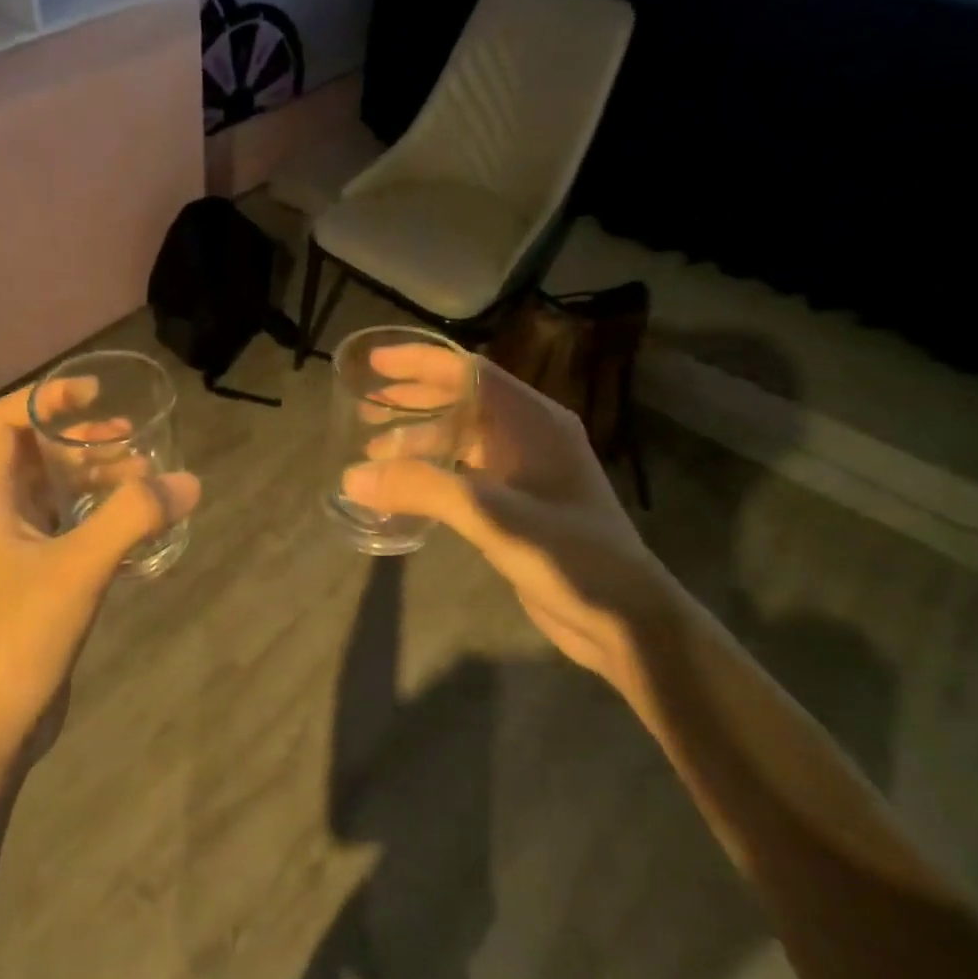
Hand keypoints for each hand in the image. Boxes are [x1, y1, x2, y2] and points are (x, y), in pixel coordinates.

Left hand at [0, 383, 200, 766]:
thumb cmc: (19, 636)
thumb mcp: (80, 568)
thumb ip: (135, 519)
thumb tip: (189, 482)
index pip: (2, 423)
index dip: (45, 399)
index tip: (93, 395)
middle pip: (35, 454)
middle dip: (82, 439)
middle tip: (133, 440)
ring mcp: (16, 551)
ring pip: (56, 493)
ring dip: (96, 479)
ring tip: (145, 478)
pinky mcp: (37, 580)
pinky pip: (70, 529)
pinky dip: (101, 517)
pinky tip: (139, 527)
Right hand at [342, 345, 676, 683]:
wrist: (625, 617)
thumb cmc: (567, 555)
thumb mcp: (492, 516)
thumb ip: (422, 490)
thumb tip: (352, 476)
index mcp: (533, 421)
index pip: (469, 371)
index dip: (420, 361)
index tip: (376, 361)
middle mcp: (530, 435)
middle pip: (463, 400)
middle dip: (413, 400)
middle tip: (365, 409)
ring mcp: (527, 469)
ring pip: (463, 438)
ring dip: (420, 440)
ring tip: (374, 452)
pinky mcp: (521, 502)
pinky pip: (468, 471)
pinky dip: (434, 472)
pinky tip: (406, 490)